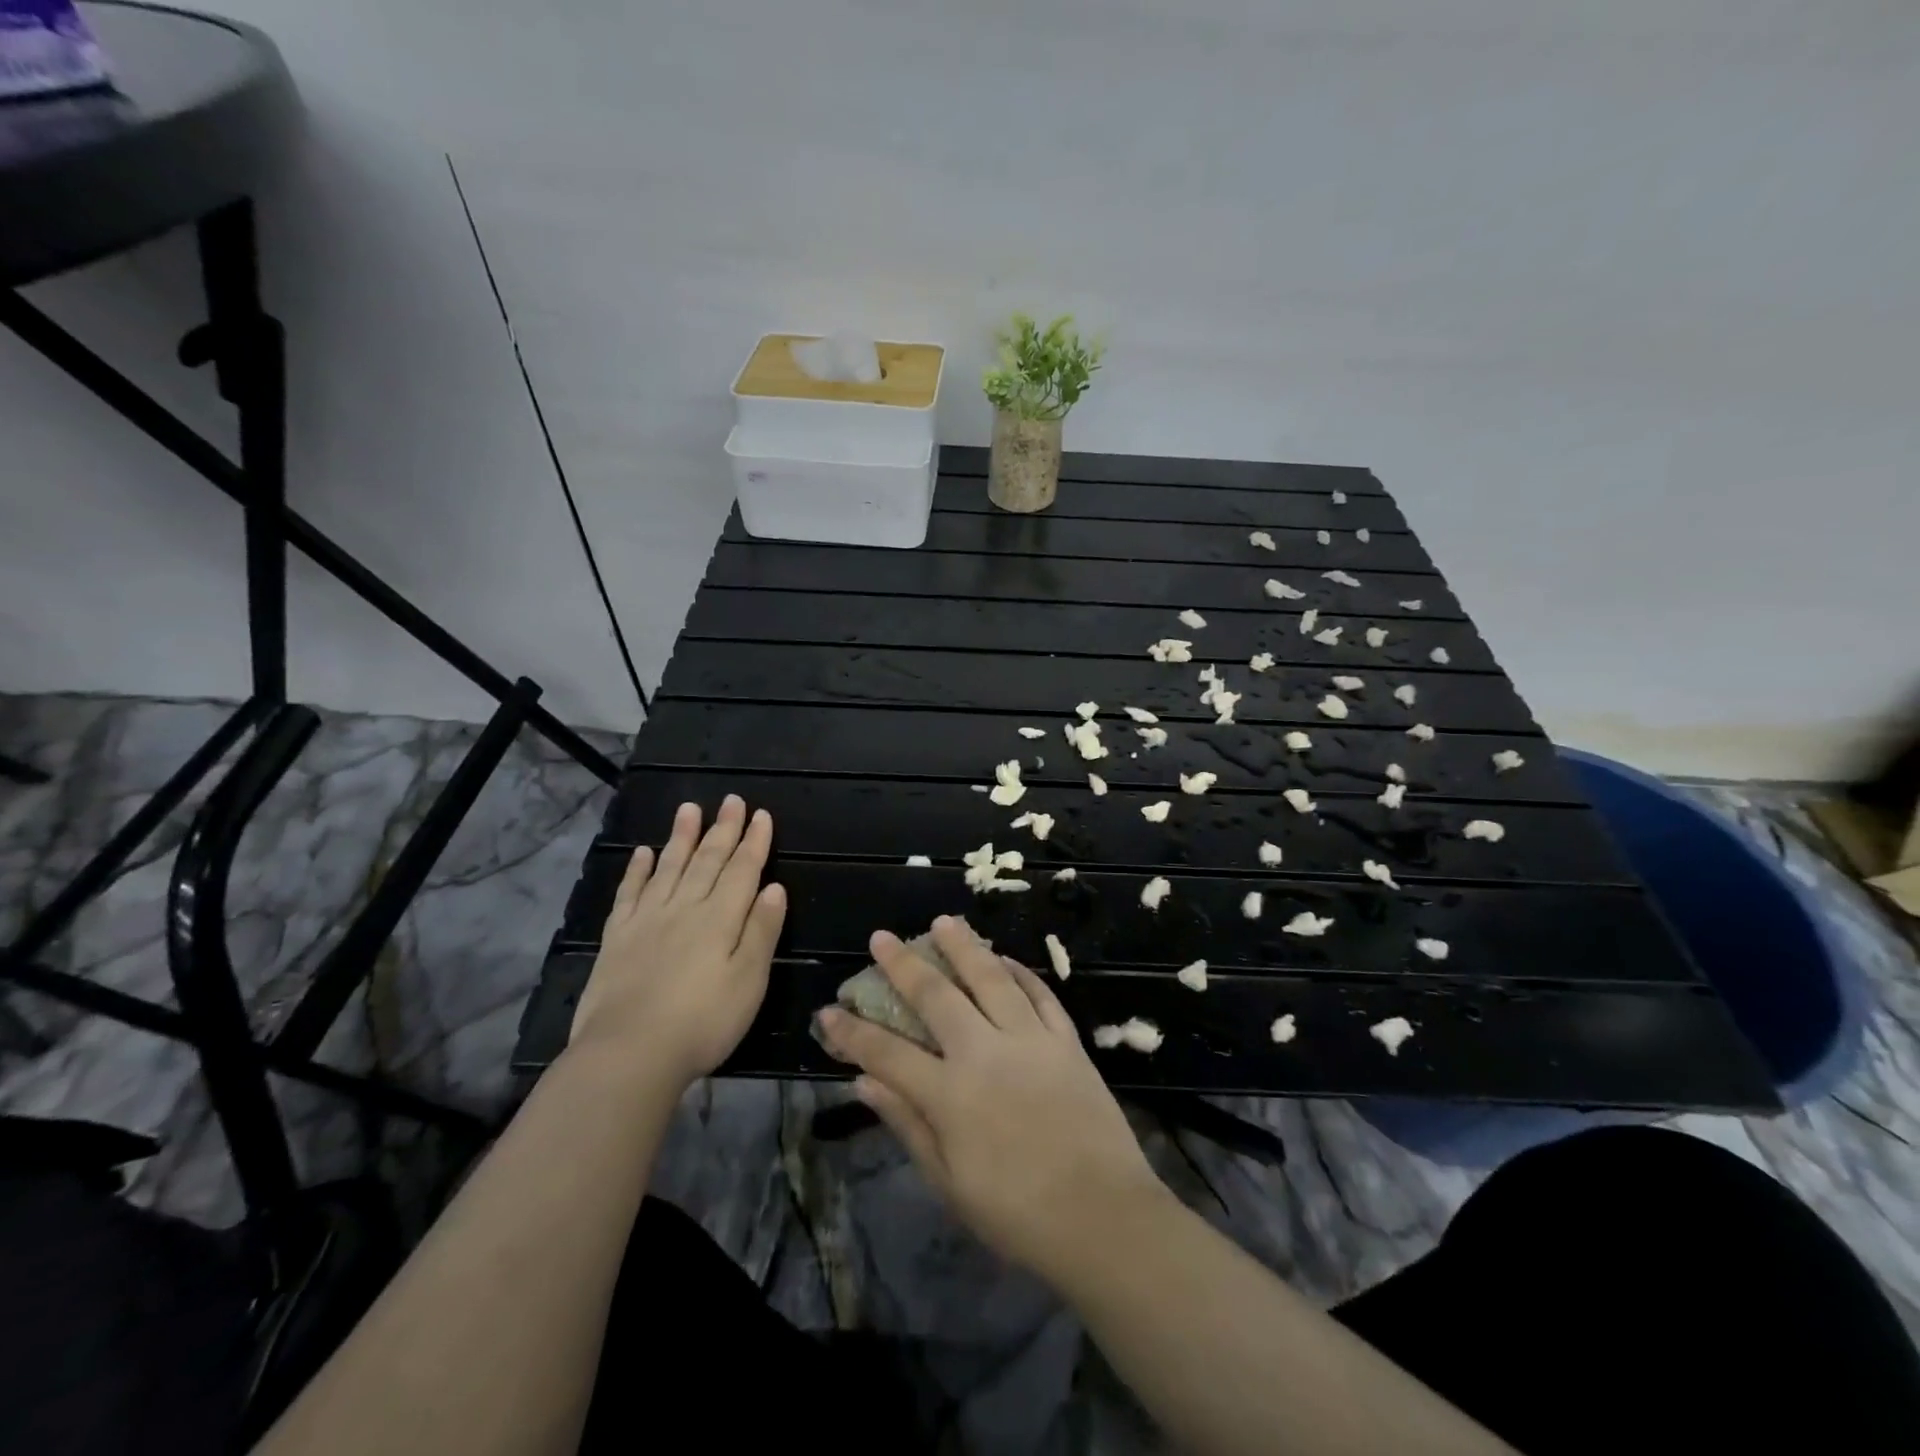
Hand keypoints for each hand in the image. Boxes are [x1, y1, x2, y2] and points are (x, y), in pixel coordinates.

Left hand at [568, 796, 785, 1091]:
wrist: (628, 1053)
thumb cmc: (702, 1022)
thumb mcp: (749, 981)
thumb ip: (761, 932)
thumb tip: (774, 888)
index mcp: (720, 919)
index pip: (742, 871)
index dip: (753, 842)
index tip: (760, 815)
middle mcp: (685, 909)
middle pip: (707, 861)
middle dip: (722, 829)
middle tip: (731, 800)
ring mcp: (647, 921)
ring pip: (669, 868)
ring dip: (682, 837)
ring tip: (689, 808)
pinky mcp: (617, 938)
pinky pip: (629, 893)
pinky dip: (638, 870)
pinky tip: (643, 853)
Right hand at [815, 916, 1164, 1279]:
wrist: (1105, 1219)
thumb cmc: (1018, 1214)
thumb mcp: (950, 1183)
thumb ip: (908, 1124)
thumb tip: (864, 1083)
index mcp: (951, 1095)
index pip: (887, 1053)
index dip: (852, 1032)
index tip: (828, 1011)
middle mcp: (986, 1053)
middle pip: (936, 996)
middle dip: (903, 964)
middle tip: (882, 937)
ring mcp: (1031, 1040)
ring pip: (991, 977)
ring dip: (964, 946)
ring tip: (944, 921)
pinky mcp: (1067, 1040)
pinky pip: (1041, 993)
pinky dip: (1020, 972)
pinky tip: (1005, 959)